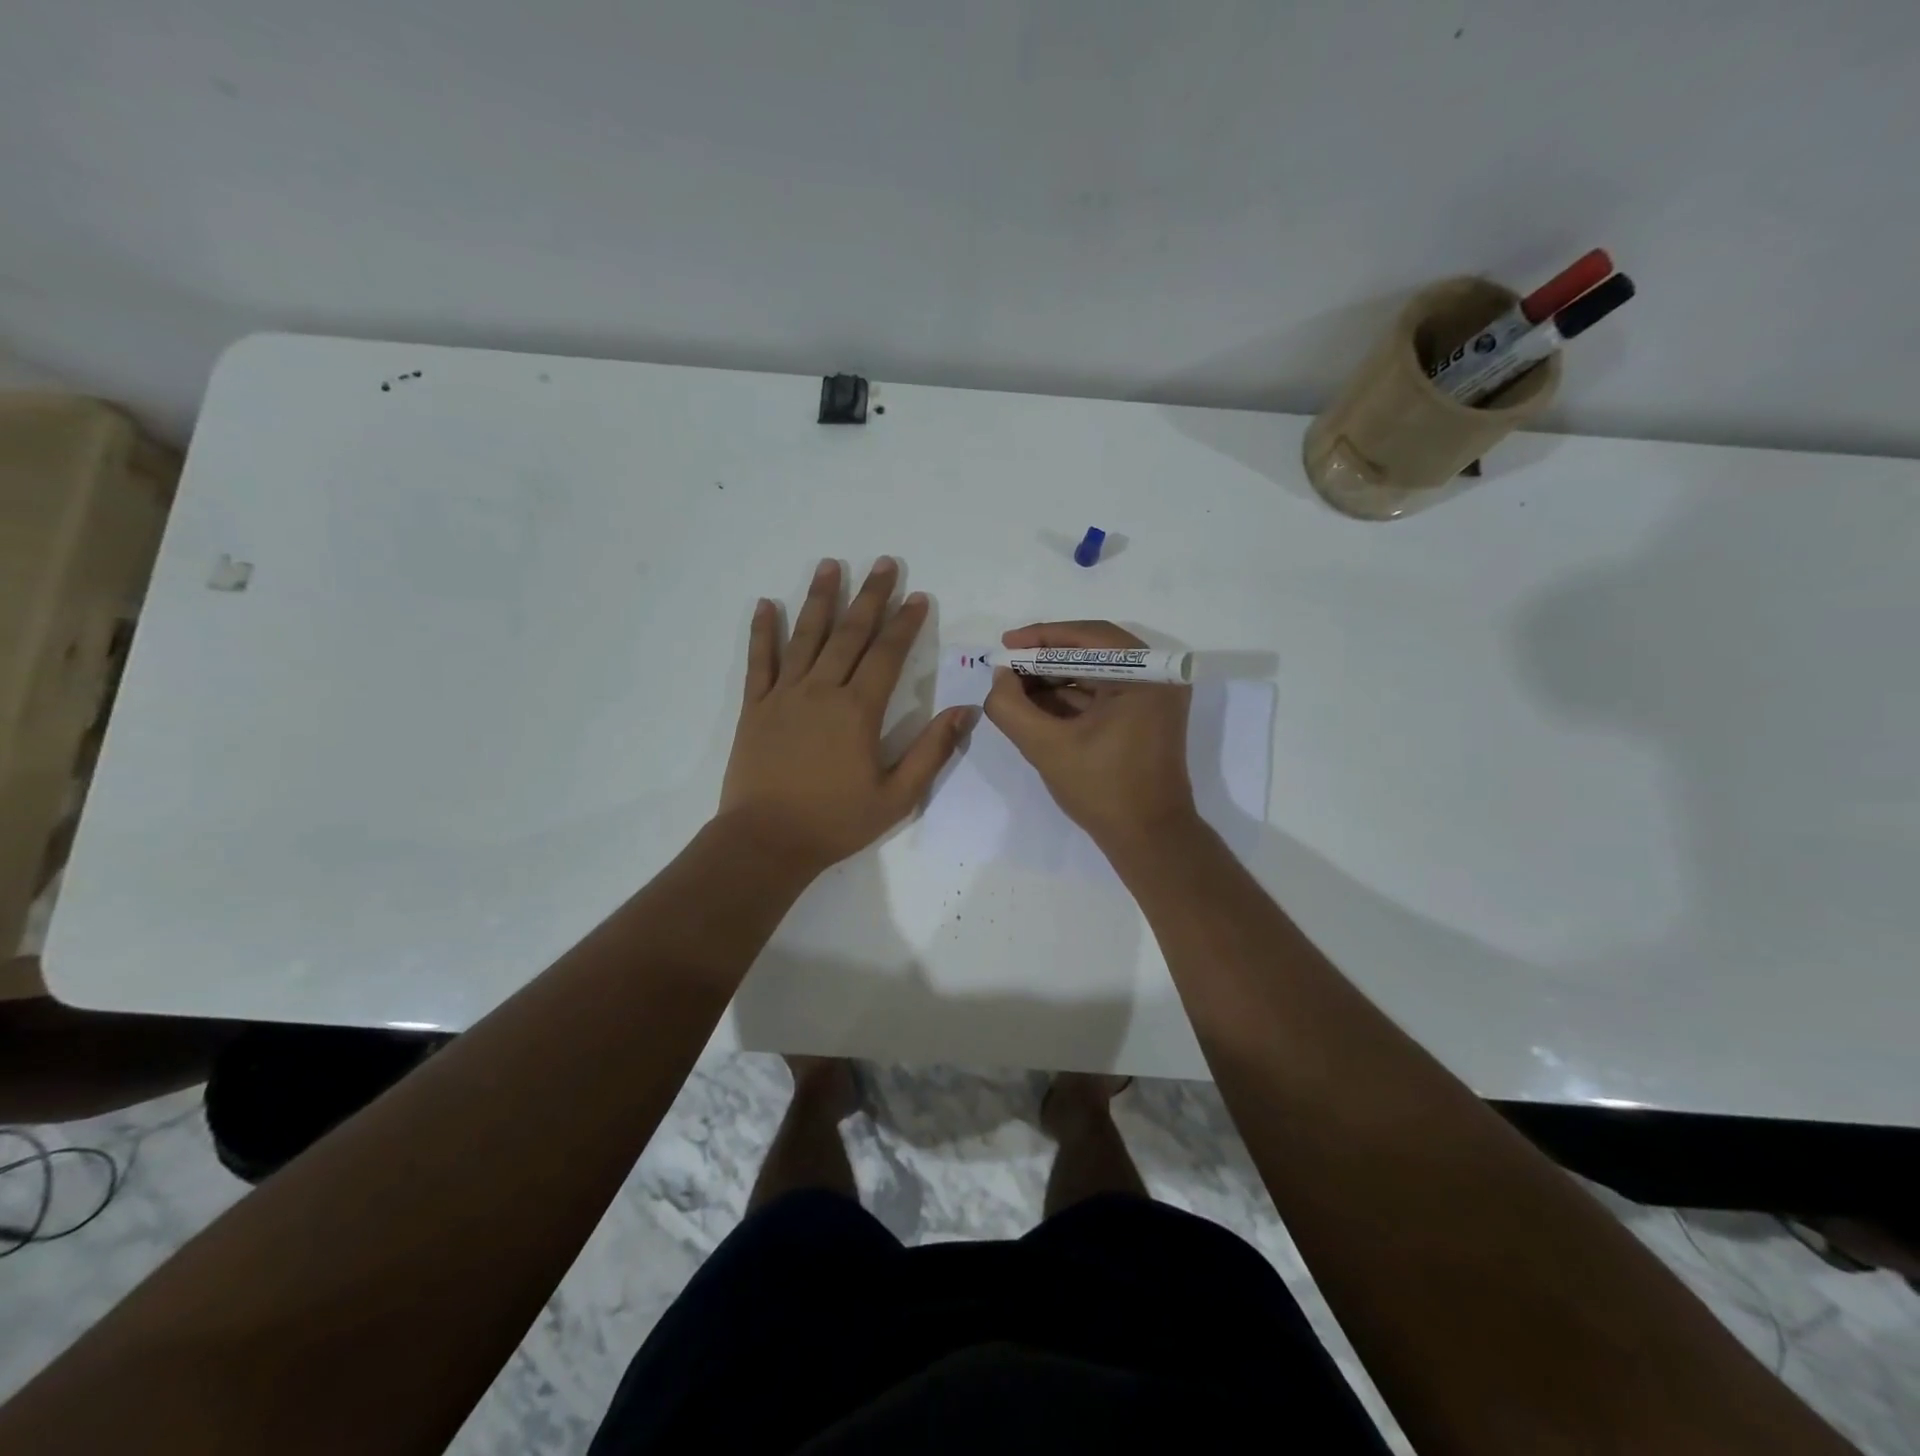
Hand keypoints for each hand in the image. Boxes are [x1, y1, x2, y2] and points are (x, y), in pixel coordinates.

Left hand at [720, 557, 972, 875]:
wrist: (766, 841)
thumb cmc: (835, 821)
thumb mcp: (897, 796)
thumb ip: (931, 752)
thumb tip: (965, 712)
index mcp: (858, 711)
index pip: (887, 655)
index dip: (905, 623)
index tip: (918, 596)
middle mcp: (821, 691)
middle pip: (849, 634)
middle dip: (870, 597)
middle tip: (884, 563)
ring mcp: (784, 696)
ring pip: (806, 637)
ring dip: (820, 599)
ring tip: (831, 564)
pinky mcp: (755, 708)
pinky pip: (759, 661)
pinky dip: (763, 631)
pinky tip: (766, 604)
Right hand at [984, 621, 1196, 853]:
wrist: (1148, 839)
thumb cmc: (1102, 790)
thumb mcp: (1046, 747)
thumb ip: (1011, 707)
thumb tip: (1000, 676)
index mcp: (1145, 675)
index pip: (1088, 637)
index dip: (1041, 638)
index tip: (1005, 645)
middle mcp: (1157, 677)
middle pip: (1092, 651)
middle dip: (1045, 658)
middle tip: (1007, 666)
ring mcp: (1154, 697)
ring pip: (1096, 672)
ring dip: (1055, 678)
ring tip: (1015, 687)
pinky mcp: (1146, 716)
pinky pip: (1104, 693)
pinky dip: (1071, 696)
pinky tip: (1037, 705)